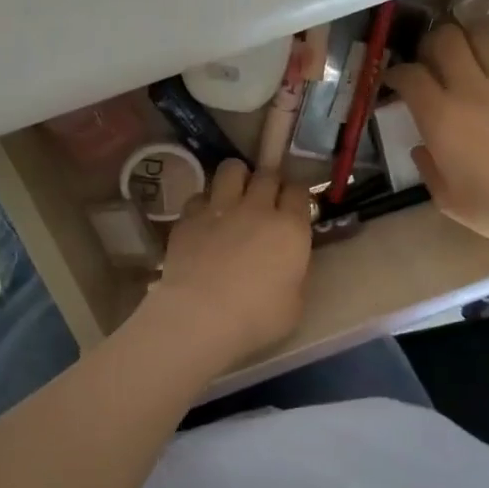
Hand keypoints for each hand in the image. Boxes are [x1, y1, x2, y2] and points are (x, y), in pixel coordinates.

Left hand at [135, 159, 312, 368]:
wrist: (201, 316)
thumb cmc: (256, 317)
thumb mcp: (294, 304)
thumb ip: (295, 275)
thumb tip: (289, 265)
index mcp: (290, 228)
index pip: (299, 191)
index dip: (295, 195)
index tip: (292, 205)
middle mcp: (258, 208)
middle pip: (267, 173)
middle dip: (268, 180)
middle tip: (264, 197)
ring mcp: (220, 208)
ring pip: (231, 169)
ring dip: (236, 178)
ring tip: (233, 194)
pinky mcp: (189, 217)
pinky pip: (200, 196)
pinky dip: (204, 204)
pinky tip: (204, 220)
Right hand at [382, 24, 488, 258]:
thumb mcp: (447, 199)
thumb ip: (428, 167)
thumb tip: (422, 146)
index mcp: (441, 117)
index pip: (409, 75)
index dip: (397, 73)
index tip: (396, 81)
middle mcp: (471, 89)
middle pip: (446, 39)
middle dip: (431, 44)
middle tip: (432, 59)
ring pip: (484, 36)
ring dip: (470, 40)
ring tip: (468, 55)